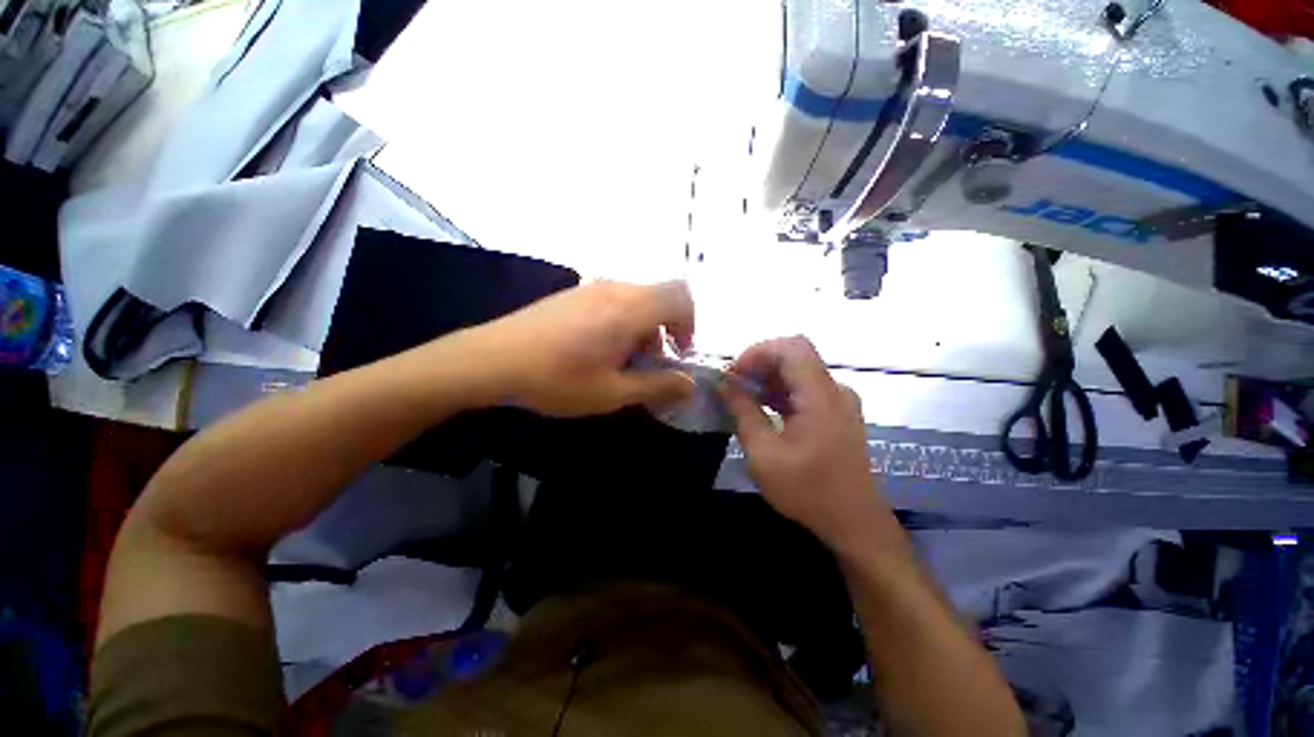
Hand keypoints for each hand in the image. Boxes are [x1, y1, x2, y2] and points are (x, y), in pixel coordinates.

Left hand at [464, 280, 696, 416]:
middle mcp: (616, 288)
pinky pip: (614, 300)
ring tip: (624, 359)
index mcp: (631, 308)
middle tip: (650, 362)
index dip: (690, 324)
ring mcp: (592, 287)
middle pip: (659, 297)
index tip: (679, 353)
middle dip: (666, 329)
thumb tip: (690, 386)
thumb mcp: (612, 392)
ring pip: (637, 300)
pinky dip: (623, 321)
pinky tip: (599, 348)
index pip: (681, 297)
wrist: (492, 359)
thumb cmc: (558, 379)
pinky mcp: (575, 293)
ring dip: (644, 327)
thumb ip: (657, 386)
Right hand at [720, 336, 900, 554]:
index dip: (758, 351)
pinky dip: (780, 389)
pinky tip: (763, 407)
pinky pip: (805, 386)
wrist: (853, 522)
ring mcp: (839, 399)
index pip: (791, 348)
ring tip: (743, 396)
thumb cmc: (807, 491)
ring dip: (768, 376)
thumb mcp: (764, 455)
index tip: (733, 374)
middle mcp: (835, 390)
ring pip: (799, 369)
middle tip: (734, 385)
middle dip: (759, 363)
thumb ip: (743, 412)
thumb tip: (725, 384)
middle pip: (795, 354)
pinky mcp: (837, 410)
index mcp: (821, 397)